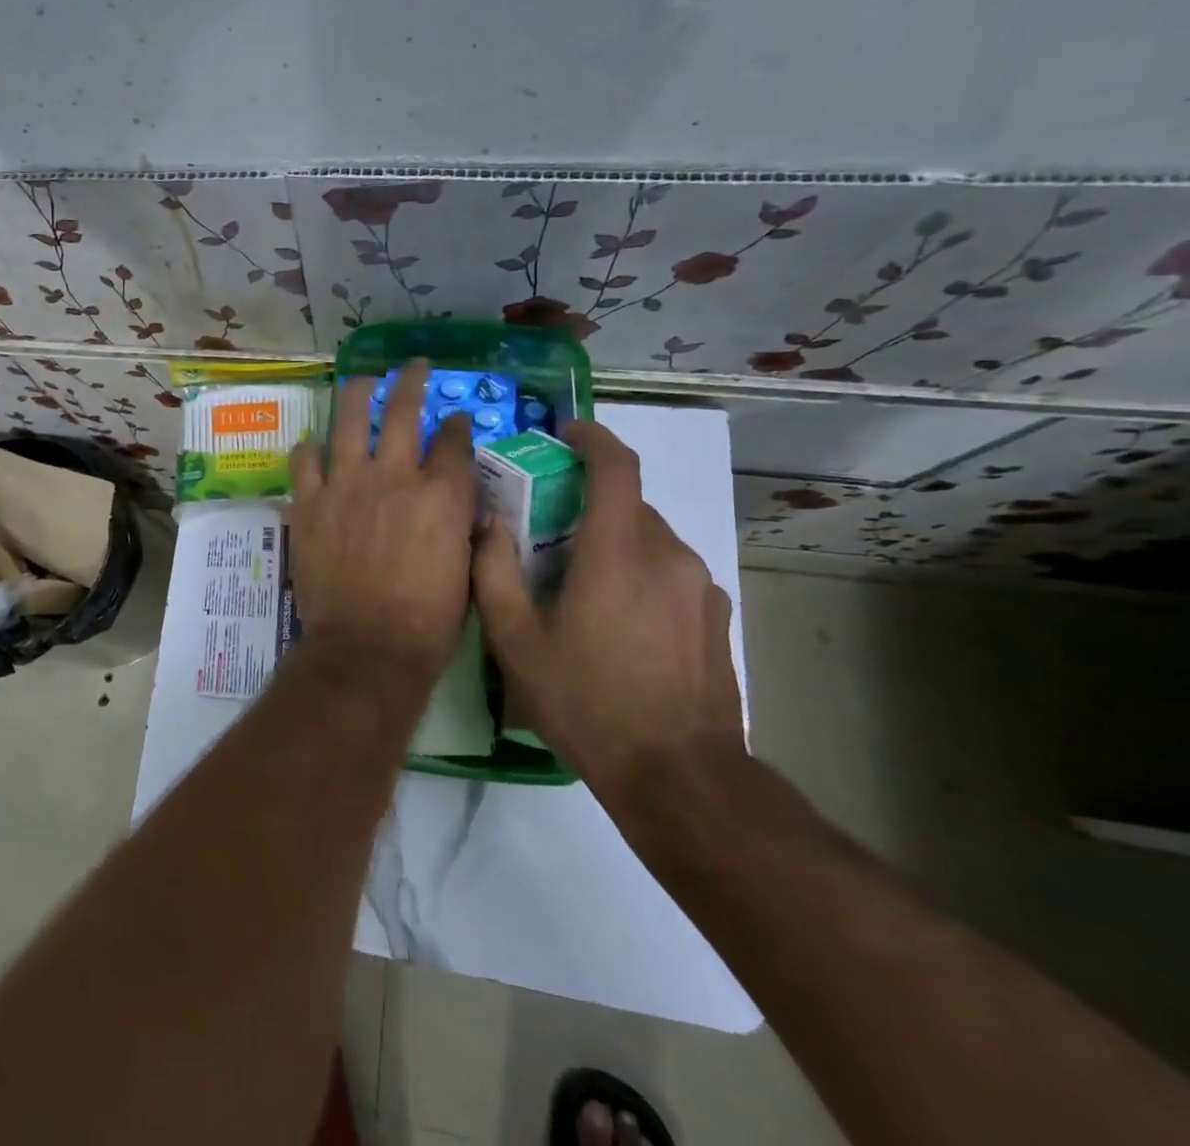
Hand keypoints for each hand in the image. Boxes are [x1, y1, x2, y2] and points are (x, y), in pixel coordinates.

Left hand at [288, 361, 477, 688]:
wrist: (368, 647)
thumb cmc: (429, 620)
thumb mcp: (468, 570)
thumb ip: (464, 526)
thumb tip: (463, 505)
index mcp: (442, 493)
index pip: (454, 439)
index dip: (456, 424)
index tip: (455, 418)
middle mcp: (395, 475)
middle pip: (402, 410)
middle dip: (411, 381)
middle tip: (413, 367)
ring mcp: (346, 484)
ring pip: (348, 418)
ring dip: (356, 394)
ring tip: (360, 382)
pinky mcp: (309, 502)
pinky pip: (305, 459)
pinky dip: (310, 449)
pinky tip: (314, 446)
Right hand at [471, 418, 742, 814]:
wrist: (679, 776)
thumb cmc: (587, 701)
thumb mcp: (516, 641)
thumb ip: (494, 572)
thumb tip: (490, 526)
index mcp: (617, 551)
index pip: (616, 465)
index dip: (592, 437)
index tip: (566, 432)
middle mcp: (666, 554)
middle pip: (627, 503)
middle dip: (588, 502)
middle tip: (549, 530)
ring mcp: (699, 586)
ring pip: (649, 539)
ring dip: (612, 541)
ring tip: (580, 583)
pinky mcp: (717, 617)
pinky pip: (670, 573)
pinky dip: (639, 574)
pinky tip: (618, 621)